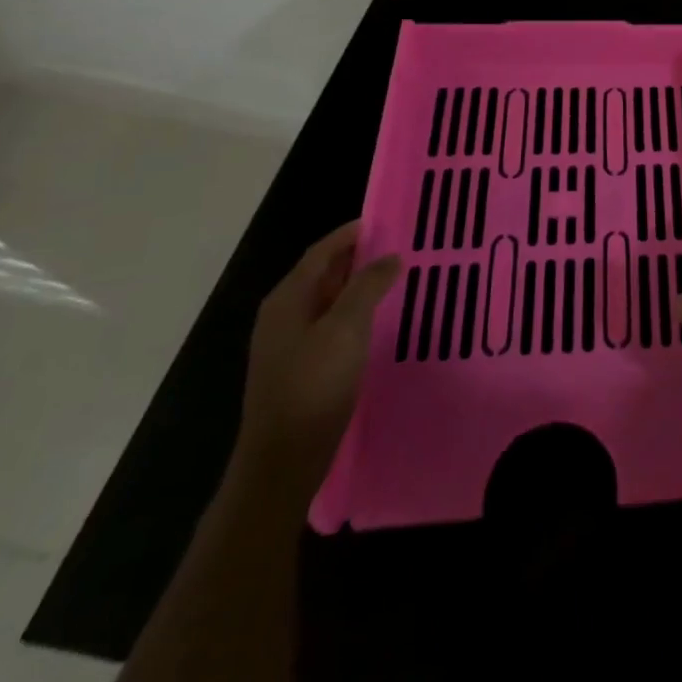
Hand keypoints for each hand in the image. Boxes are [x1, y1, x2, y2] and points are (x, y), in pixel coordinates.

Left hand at [235, 220, 400, 504]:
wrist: (283, 460)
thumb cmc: (313, 385)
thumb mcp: (346, 328)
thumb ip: (368, 286)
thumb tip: (390, 257)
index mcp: (287, 299)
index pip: (321, 252)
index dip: (350, 234)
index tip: (384, 221)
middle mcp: (283, 315)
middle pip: (322, 274)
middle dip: (357, 258)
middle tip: (398, 246)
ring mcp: (288, 344)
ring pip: (327, 300)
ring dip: (358, 286)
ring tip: (395, 277)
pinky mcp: (299, 368)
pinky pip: (330, 325)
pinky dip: (354, 312)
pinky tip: (378, 319)